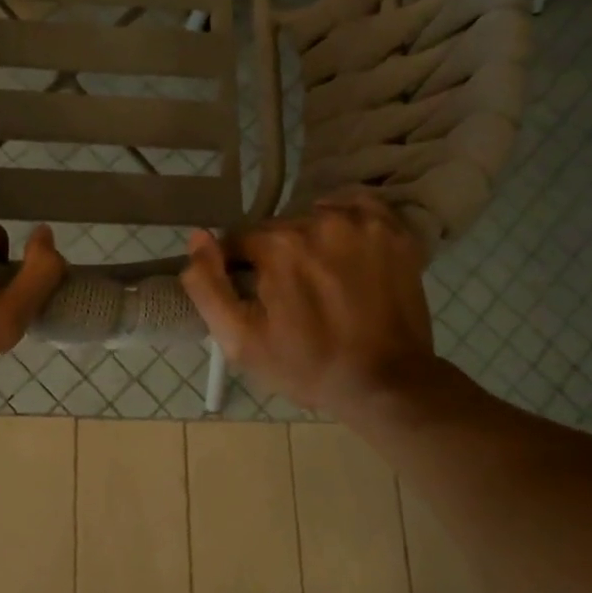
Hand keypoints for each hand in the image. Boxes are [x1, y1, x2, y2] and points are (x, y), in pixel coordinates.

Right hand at [180, 193, 436, 417]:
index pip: (239, 241)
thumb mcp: (240, 340)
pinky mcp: (393, 231)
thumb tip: (198, 237)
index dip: (240, 270)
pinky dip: (346, 224)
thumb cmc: (307, 365)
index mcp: (279, 246)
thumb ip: (208, 286)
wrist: (385, 383)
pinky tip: (346, 253)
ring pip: (315, 218)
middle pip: (278, 230)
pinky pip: (356, 209)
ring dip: (310, 242)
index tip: (256, 299)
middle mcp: (320, 221)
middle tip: (290, 297)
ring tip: (322, 280)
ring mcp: (363, 223)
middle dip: (276, 258)